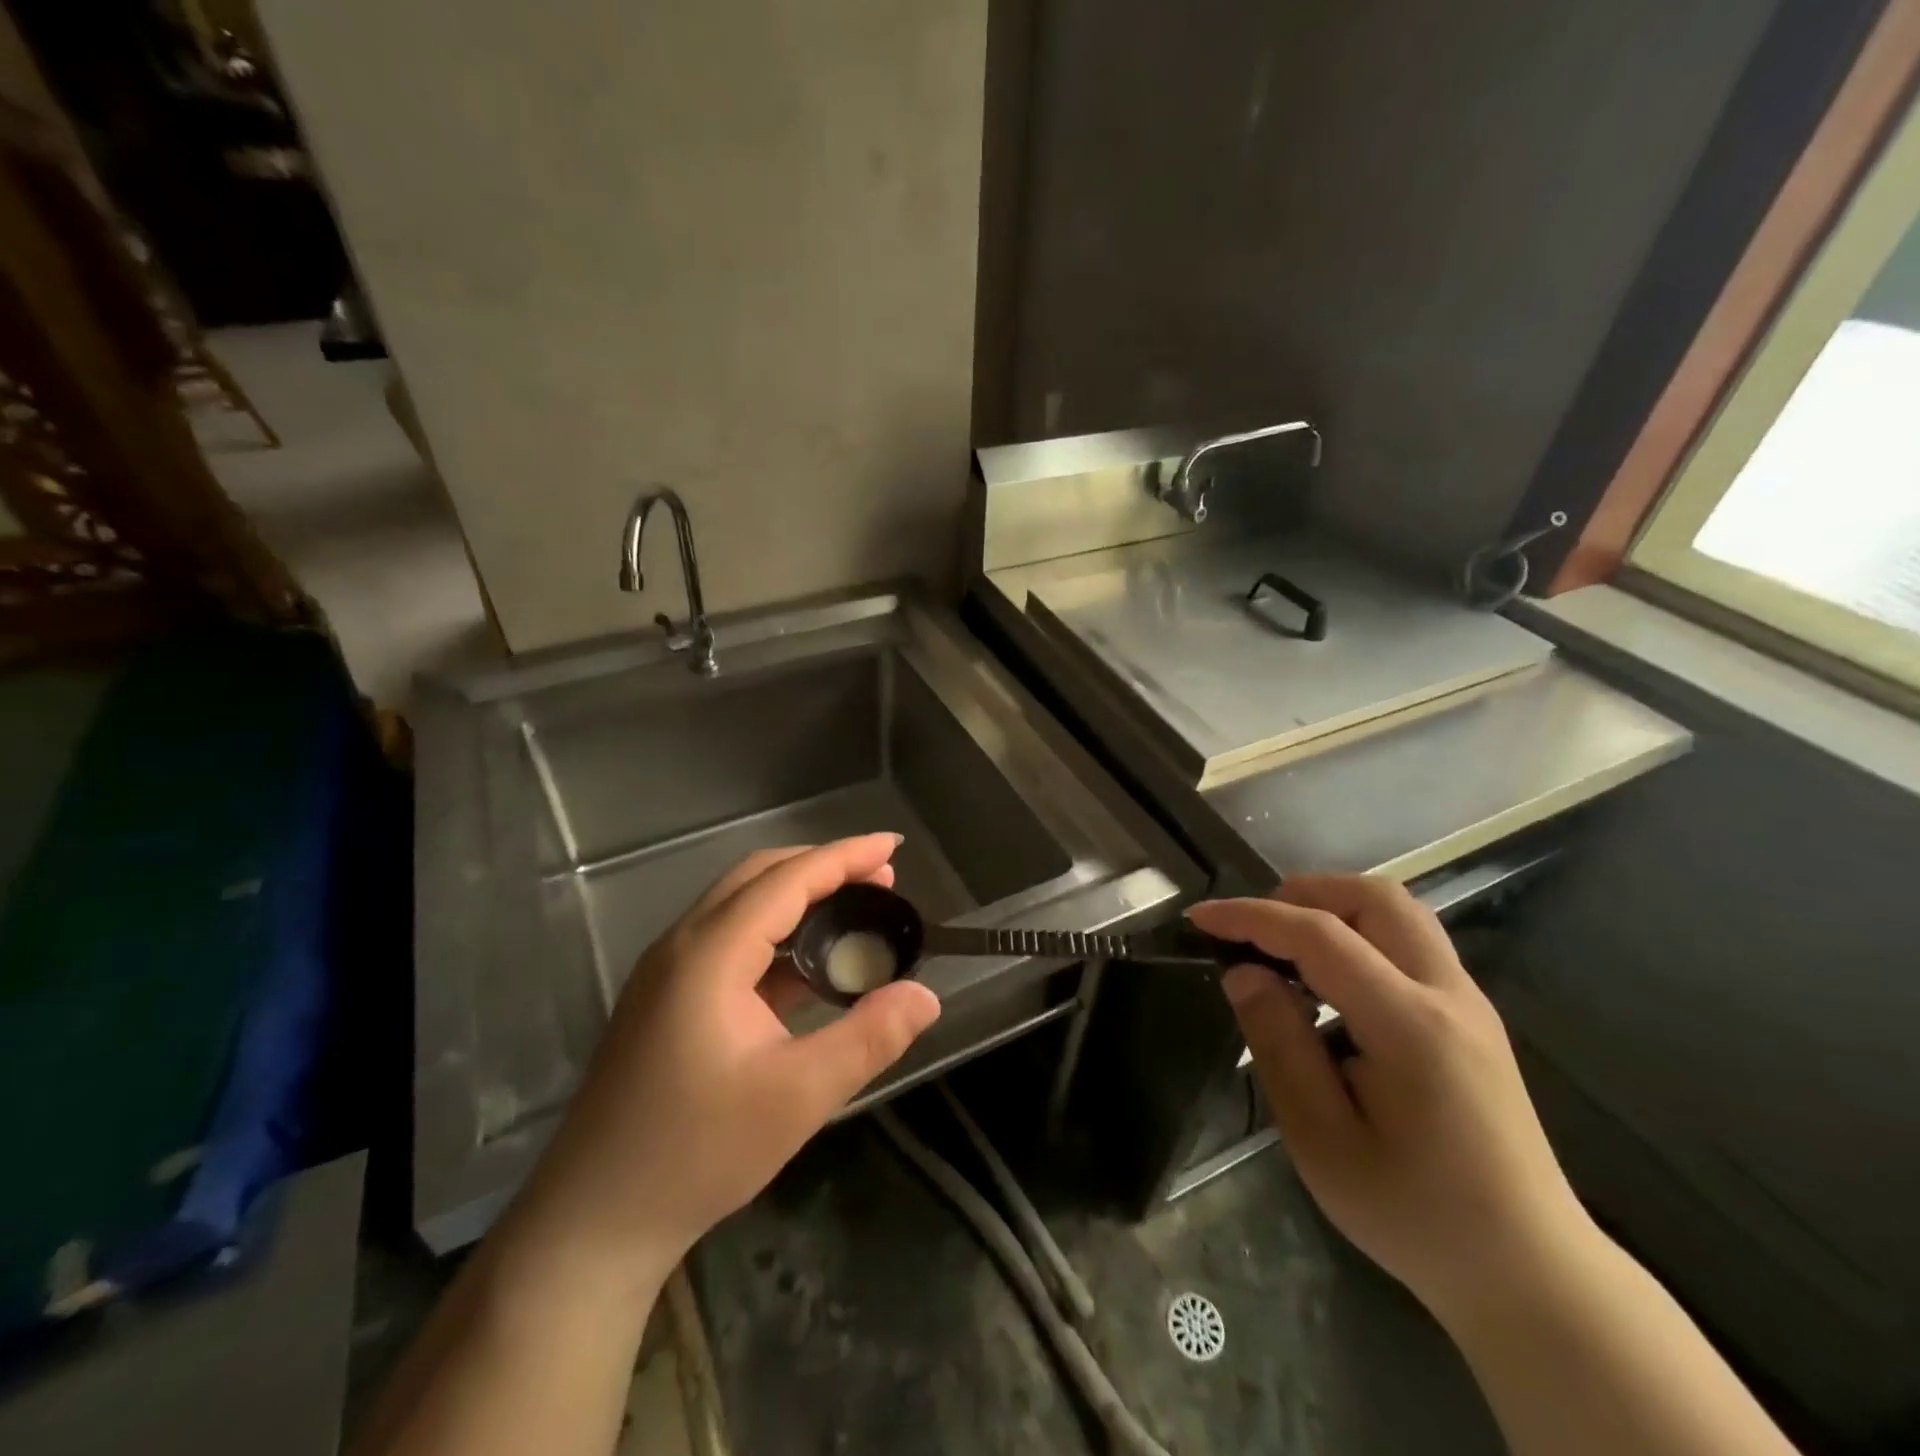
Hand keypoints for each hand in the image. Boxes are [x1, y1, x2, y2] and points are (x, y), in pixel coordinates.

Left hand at [510, 835, 941, 1298]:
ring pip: (741, 907)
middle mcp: (683, 946)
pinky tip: (809, 966)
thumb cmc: (697, 1153)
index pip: (787, 879)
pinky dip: (776, 936)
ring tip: (854, 911)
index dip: (844, 856)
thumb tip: (927, 996)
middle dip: (823, 867)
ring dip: (799, 898)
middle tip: (881, 878)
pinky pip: (729, 943)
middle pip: (759, 877)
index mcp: (710, 953)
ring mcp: (668, 973)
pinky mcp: (666, 1001)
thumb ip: (869, 1037)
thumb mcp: (798, 1096)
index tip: (892, 845)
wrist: (593, 1222)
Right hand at [1189, 876, 1593, 1322]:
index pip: (1320, 936)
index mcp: (1411, 1026)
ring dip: (1332, 907)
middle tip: (1253, 929)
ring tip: (1284, 946)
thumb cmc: (1414, 1214)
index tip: (1200, 918)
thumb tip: (1244, 973)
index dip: (1253, 917)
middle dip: (1301, 893)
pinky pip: (1408, 940)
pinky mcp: (1471, 1016)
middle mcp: (1448, 995)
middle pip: (1374, 896)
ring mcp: (1468, 1002)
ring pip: (1397, 910)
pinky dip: (1357, 932)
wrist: (1529, 1272)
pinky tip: (1328, 981)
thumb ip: (1278, 1044)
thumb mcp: (1322, 1140)